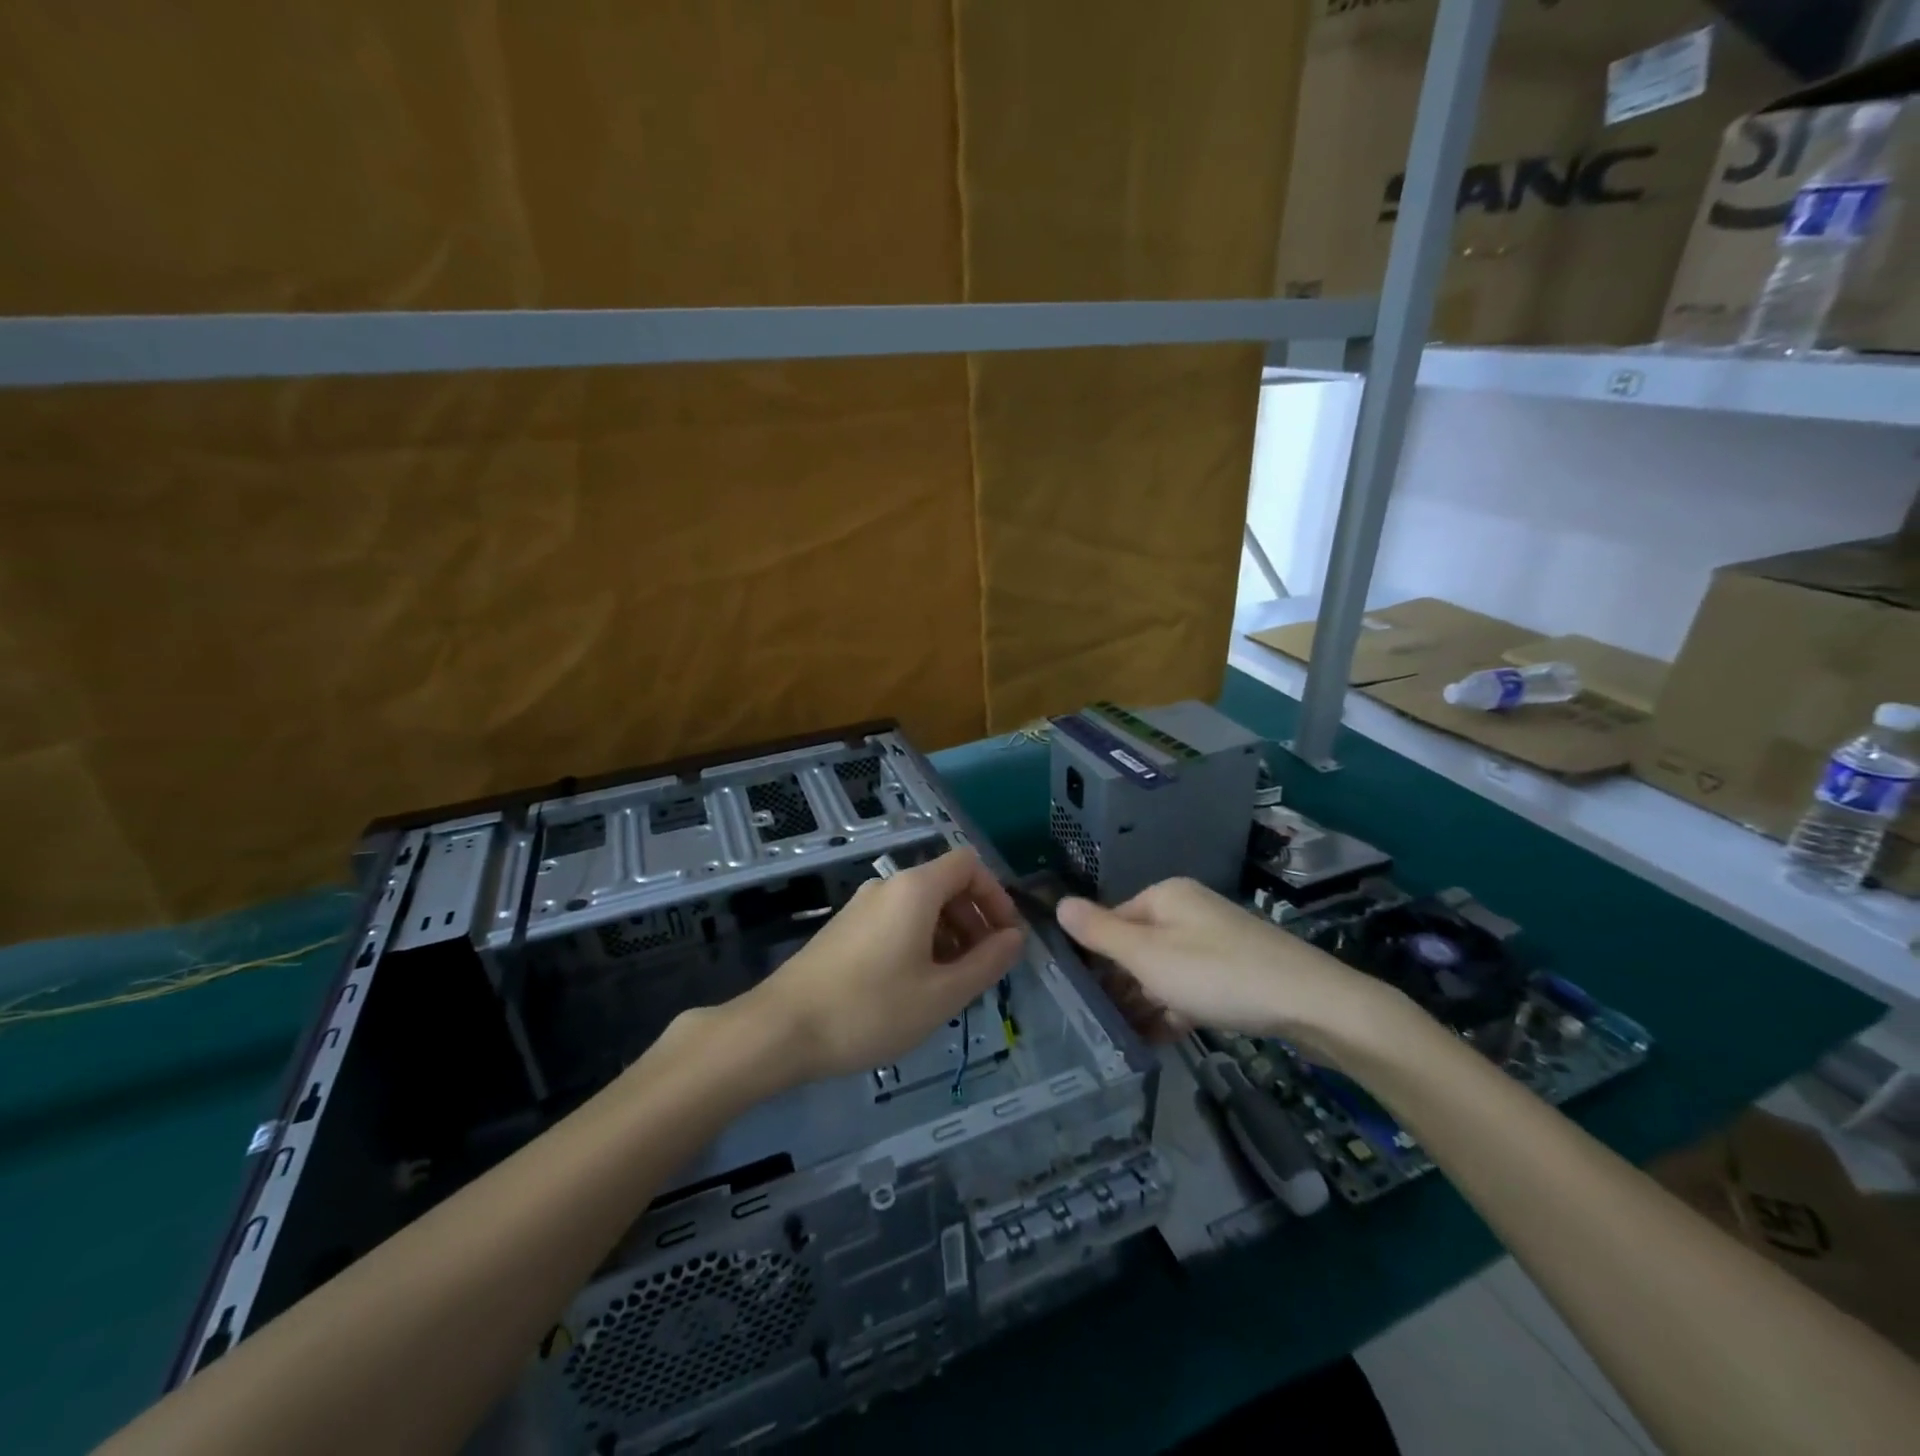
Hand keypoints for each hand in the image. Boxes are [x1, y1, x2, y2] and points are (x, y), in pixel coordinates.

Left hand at [740, 848, 1024, 1084]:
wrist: (781, 1029)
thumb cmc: (870, 1010)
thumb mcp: (941, 994)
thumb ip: (987, 962)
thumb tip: (1016, 937)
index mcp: (915, 889)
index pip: (969, 865)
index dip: (996, 896)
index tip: (1006, 939)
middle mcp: (888, 886)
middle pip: (946, 884)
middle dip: (974, 919)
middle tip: (983, 968)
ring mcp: (862, 906)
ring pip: (921, 906)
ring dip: (949, 934)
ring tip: (953, 984)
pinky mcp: (845, 928)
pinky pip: (896, 921)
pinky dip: (920, 942)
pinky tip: (916, 986)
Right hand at [1056, 877, 1400, 1059]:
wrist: (1312, 1003)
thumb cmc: (1218, 974)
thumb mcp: (1149, 956)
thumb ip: (1100, 933)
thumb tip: (1058, 903)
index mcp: (1165, 896)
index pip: (1112, 920)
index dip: (1095, 957)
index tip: (1081, 996)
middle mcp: (1189, 910)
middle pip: (1138, 945)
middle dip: (1121, 983)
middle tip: (1101, 1022)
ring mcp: (1216, 940)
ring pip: (1165, 970)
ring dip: (1145, 1001)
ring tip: (1125, 1038)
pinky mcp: (1237, 970)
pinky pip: (1192, 986)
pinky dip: (1175, 1008)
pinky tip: (1161, 1038)